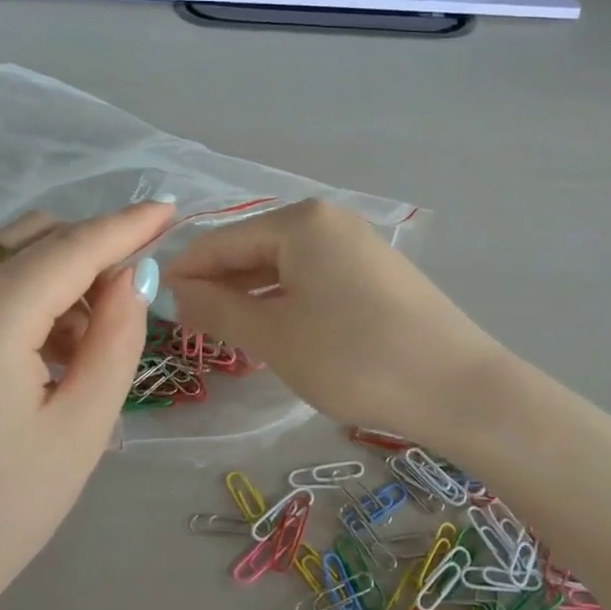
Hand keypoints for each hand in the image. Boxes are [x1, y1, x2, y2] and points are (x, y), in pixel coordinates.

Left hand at [0, 202, 170, 609]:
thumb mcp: (82, 427)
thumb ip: (115, 339)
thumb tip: (130, 277)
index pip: (71, 247)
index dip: (126, 225)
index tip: (171, 209)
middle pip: (33, 236)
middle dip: (91, 252)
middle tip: (128, 306)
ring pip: (3, 257)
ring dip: (57, 276)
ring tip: (82, 349)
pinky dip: (22, 296)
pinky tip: (39, 356)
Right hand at [162, 199, 504, 444]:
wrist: (456, 387)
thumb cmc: (353, 358)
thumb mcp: (274, 336)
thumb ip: (217, 309)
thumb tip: (175, 290)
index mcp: (300, 222)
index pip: (221, 240)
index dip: (184, 272)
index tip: (154, 307)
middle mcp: (330, 221)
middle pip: (254, 249)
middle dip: (220, 286)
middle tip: (189, 330)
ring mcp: (359, 246)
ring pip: (285, 267)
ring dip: (252, 298)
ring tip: (227, 336)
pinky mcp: (378, 275)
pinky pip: (315, 280)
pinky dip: (288, 303)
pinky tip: (278, 333)